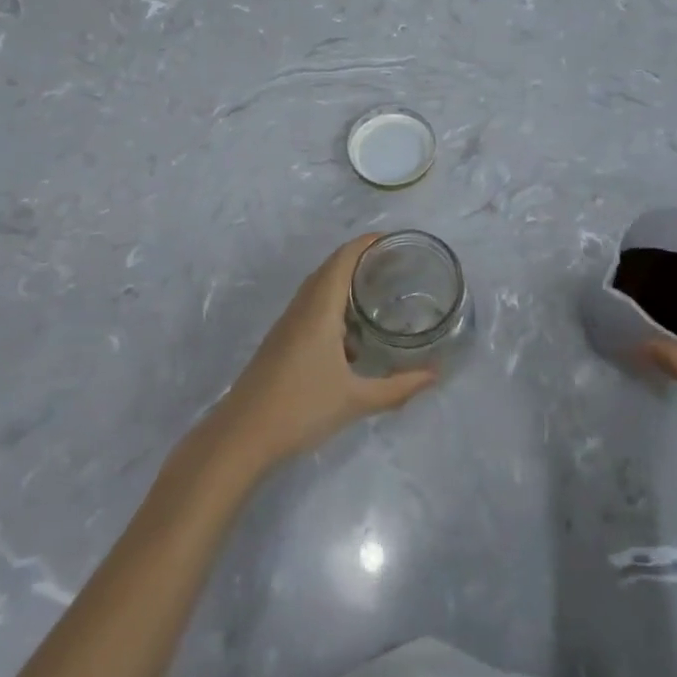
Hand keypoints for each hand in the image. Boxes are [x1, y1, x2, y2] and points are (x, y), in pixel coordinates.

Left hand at [215, 235, 435, 468]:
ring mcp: (287, 325)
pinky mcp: (281, 342)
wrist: (241, 437)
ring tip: (378, 292)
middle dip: (360, 259)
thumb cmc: (300, 409)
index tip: (394, 239)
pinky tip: (352, 337)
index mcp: (319, 310)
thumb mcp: (356, 400)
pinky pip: (311, 308)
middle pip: (330, 268)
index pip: (343, 259)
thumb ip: (399, 387)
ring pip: (318, 289)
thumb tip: (435, 374)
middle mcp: (302, 308)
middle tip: (394, 264)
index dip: (366, 243)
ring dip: (345, 283)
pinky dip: (334, 307)